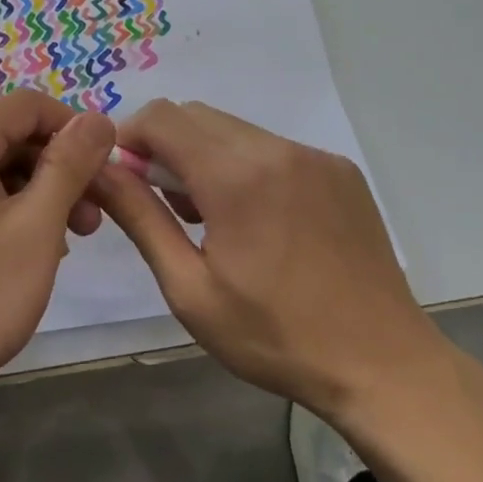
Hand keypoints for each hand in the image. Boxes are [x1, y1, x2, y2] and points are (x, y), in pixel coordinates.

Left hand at [0, 89, 116, 409]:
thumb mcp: (34, 229)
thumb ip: (68, 166)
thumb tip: (97, 118)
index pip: (25, 105)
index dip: (73, 127)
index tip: (106, 169)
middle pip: (6, 138)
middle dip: (57, 169)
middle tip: (92, 220)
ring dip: (33, 195)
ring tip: (63, 243)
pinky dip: (3, 212)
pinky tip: (23, 253)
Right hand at [92, 100, 447, 420]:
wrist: (382, 365)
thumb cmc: (274, 337)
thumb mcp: (189, 288)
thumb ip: (140, 218)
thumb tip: (100, 171)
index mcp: (237, 176)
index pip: (162, 117)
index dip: (129, 137)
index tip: (122, 178)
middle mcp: (278, 148)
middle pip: (196, 116)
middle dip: (164, 147)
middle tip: (164, 206)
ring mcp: (316, 156)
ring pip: (235, 130)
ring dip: (204, 157)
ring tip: (209, 219)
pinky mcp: (340, 171)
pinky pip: (273, 148)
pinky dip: (245, 166)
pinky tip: (255, 221)